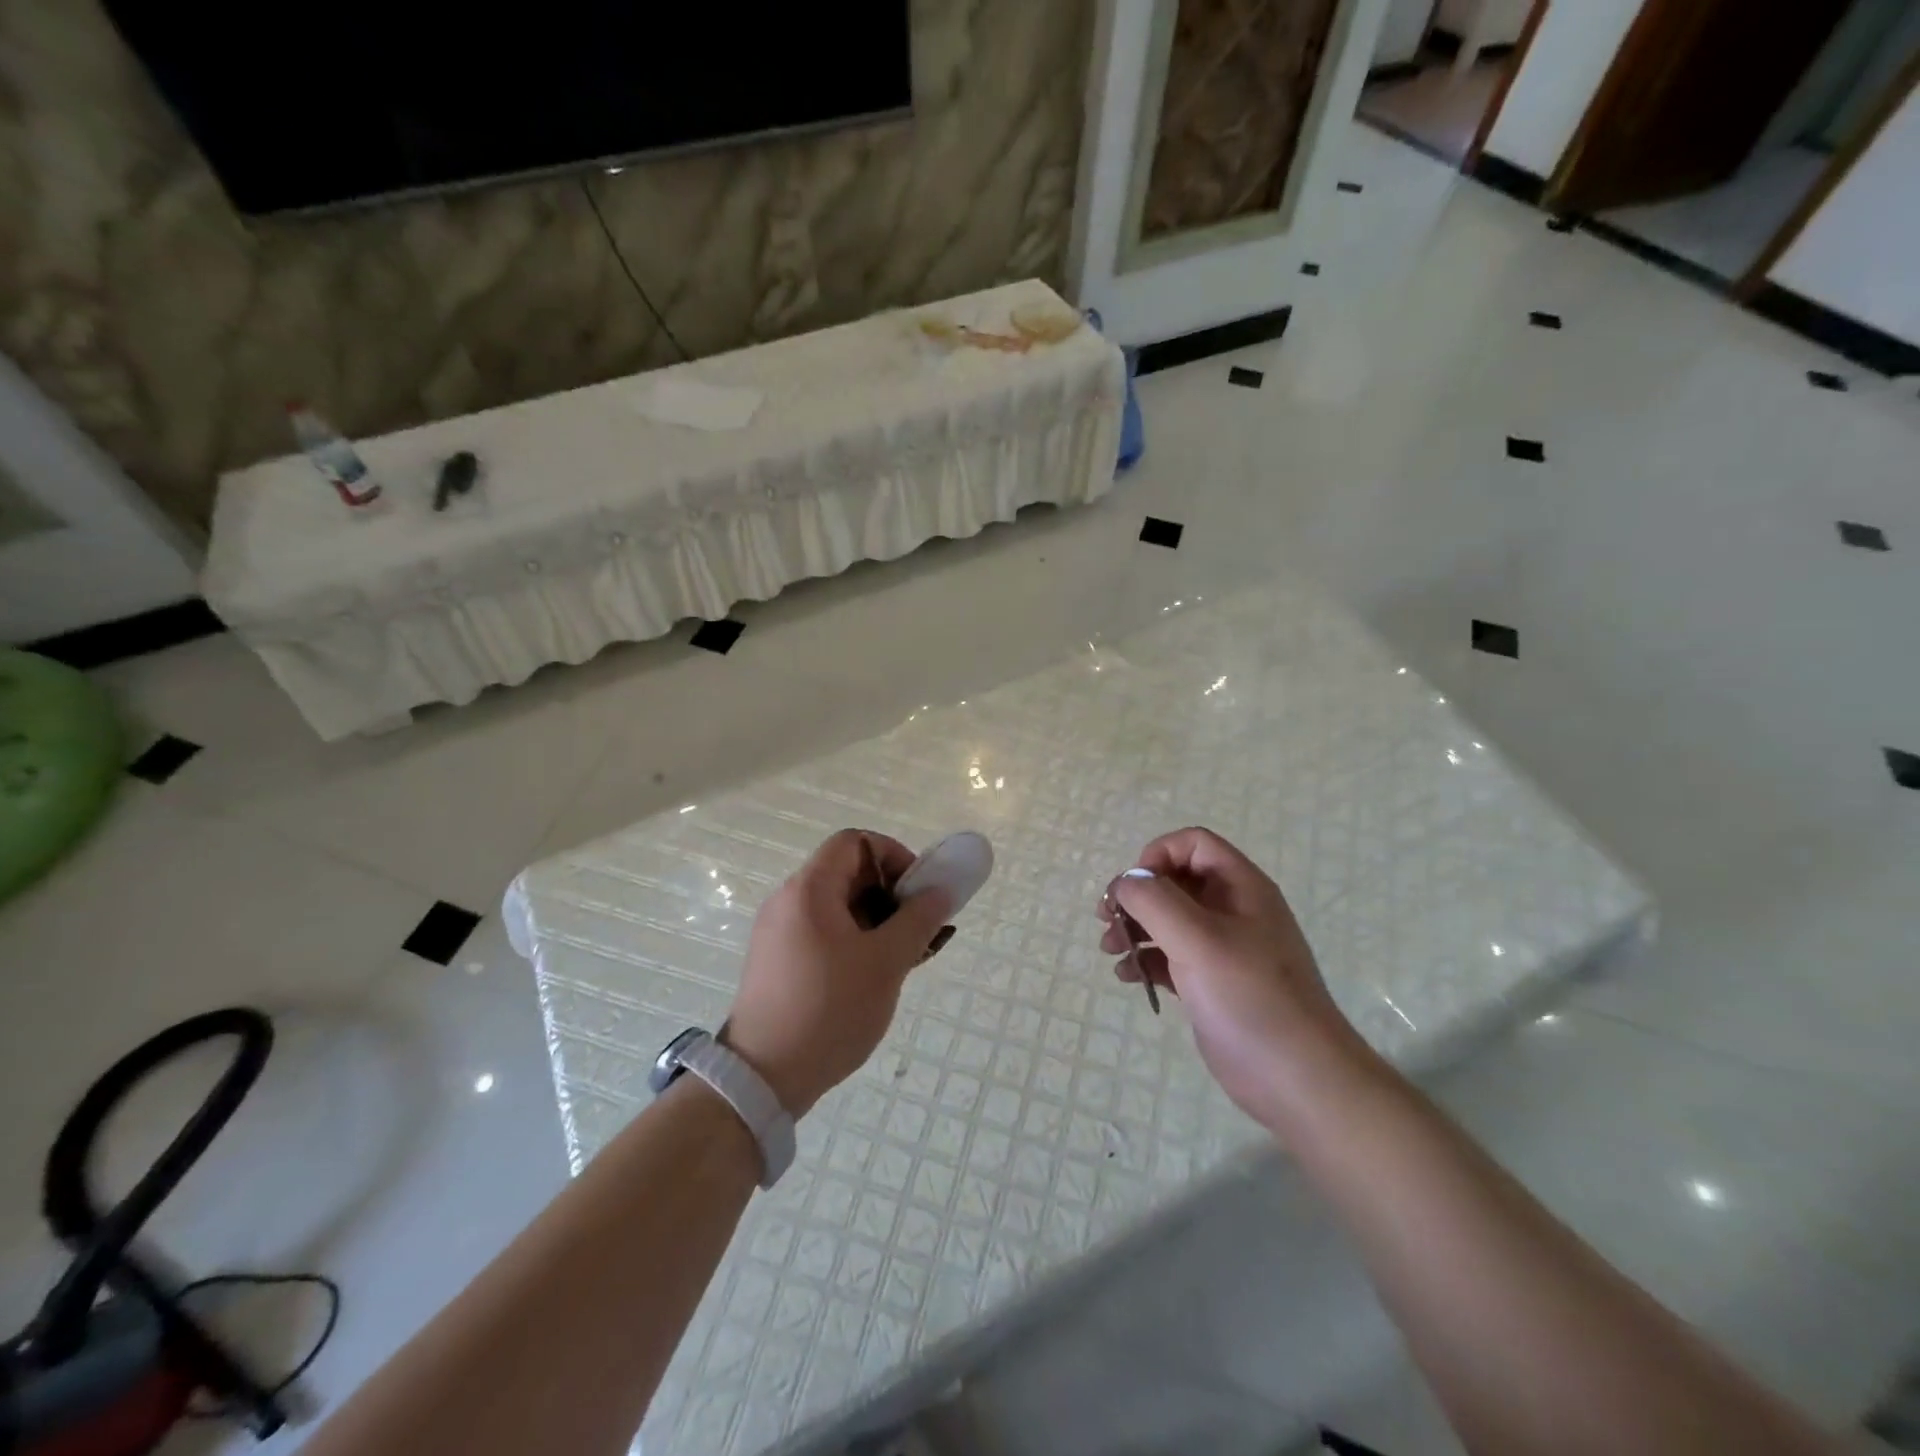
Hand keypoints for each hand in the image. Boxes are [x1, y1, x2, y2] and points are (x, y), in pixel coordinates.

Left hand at [726, 829, 953, 1116]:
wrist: (763, 1077)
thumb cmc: (830, 1009)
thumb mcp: (886, 962)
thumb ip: (918, 919)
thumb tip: (939, 890)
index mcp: (809, 889)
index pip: (854, 842)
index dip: (893, 855)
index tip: (916, 891)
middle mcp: (788, 901)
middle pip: (847, 874)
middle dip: (890, 894)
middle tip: (918, 928)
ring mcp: (779, 932)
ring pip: (838, 907)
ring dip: (877, 921)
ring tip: (905, 957)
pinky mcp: (777, 961)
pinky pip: (823, 933)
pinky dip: (855, 941)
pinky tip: (876, 975)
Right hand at [1100, 827, 1371, 1127]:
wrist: (1297, 1079)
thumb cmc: (1249, 997)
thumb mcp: (1197, 938)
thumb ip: (1154, 899)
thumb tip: (1125, 883)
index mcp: (1240, 887)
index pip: (1193, 844)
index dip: (1157, 856)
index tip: (1133, 889)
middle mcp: (1233, 910)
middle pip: (1175, 881)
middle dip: (1136, 896)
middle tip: (1106, 920)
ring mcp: (1223, 948)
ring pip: (1169, 919)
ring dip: (1135, 928)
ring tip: (1111, 950)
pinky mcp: (1212, 983)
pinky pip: (1171, 956)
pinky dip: (1146, 959)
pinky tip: (1129, 977)